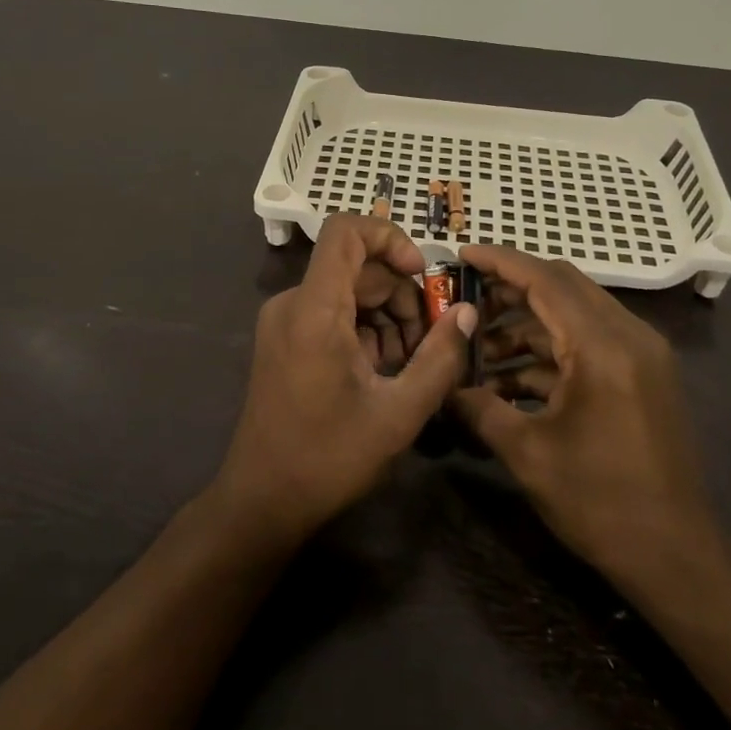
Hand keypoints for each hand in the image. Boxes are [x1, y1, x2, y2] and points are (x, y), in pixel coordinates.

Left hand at [212, 214, 477, 546]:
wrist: (263, 499)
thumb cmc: (329, 457)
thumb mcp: (399, 411)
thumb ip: (440, 357)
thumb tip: (467, 312)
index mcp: (314, 309)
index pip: (346, 230)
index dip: (390, 237)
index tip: (422, 275)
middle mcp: (293, 304)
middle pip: (357, 267)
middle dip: (402, 295)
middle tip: (431, 342)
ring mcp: (285, 322)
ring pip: (348, 292)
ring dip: (387, 317)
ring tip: (409, 366)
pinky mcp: (285, 341)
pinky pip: (333, 314)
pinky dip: (365, 330)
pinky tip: (384, 372)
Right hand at [452, 244, 722, 585]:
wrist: (676, 555)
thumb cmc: (600, 502)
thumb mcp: (527, 453)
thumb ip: (478, 408)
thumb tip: (440, 387)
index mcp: (603, 347)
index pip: (545, 281)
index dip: (500, 262)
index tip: (461, 253)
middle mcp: (629, 337)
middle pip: (563, 287)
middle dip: (510, 288)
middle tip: (464, 298)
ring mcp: (640, 356)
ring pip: (573, 316)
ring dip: (526, 325)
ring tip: (477, 350)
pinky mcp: (641, 376)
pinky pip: (588, 344)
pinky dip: (548, 352)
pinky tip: (509, 379)